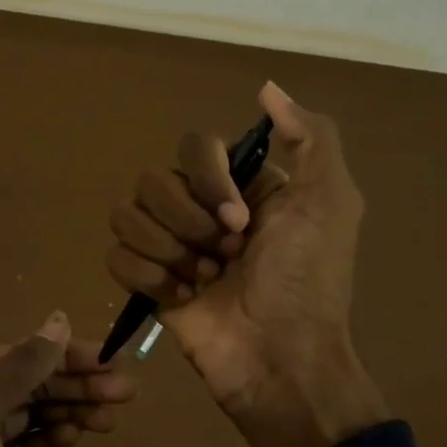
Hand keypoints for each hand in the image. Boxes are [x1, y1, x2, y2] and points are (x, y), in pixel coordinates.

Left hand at [0, 313, 136, 446]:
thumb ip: (21, 367)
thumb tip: (59, 320)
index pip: (16, 355)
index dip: (62, 355)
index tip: (108, 358)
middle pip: (28, 385)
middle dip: (75, 385)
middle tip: (125, 389)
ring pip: (33, 415)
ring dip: (71, 411)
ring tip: (110, 416)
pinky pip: (29, 446)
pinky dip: (53, 439)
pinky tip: (76, 436)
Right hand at [105, 81, 387, 446]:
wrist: (280, 359)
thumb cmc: (307, 280)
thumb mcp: (330, 201)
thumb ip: (310, 136)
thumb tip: (265, 88)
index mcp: (239, 186)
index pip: (193, 145)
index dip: (208, 180)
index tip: (239, 220)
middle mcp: (200, 209)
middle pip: (154, 180)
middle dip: (187, 224)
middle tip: (224, 257)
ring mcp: (170, 246)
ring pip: (127, 215)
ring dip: (167, 251)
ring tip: (202, 280)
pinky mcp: (147, 283)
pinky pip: (115, 255)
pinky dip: (147, 277)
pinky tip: (181, 298)